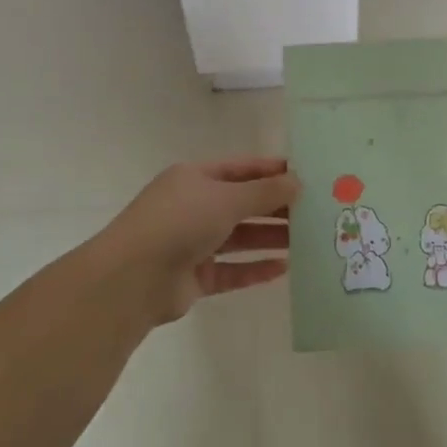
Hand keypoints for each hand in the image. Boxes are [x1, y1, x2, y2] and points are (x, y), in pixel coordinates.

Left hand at [99, 158, 298, 323]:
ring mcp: (192, 243)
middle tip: (314, 211)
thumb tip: (297, 181)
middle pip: (242, 204)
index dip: (271, 170)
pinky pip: (231, 270)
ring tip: (306, 240)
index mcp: (195, 178)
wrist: (132, 278)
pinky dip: (255, 269)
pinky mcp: (194, 277)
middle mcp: (193, 207)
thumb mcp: (227, 198)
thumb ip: (265, 192)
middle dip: (276, 207)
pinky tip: (284, 269)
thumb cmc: (180, 222)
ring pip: (239, 238)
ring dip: (270, 238)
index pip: (240, 168)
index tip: (305, 176)